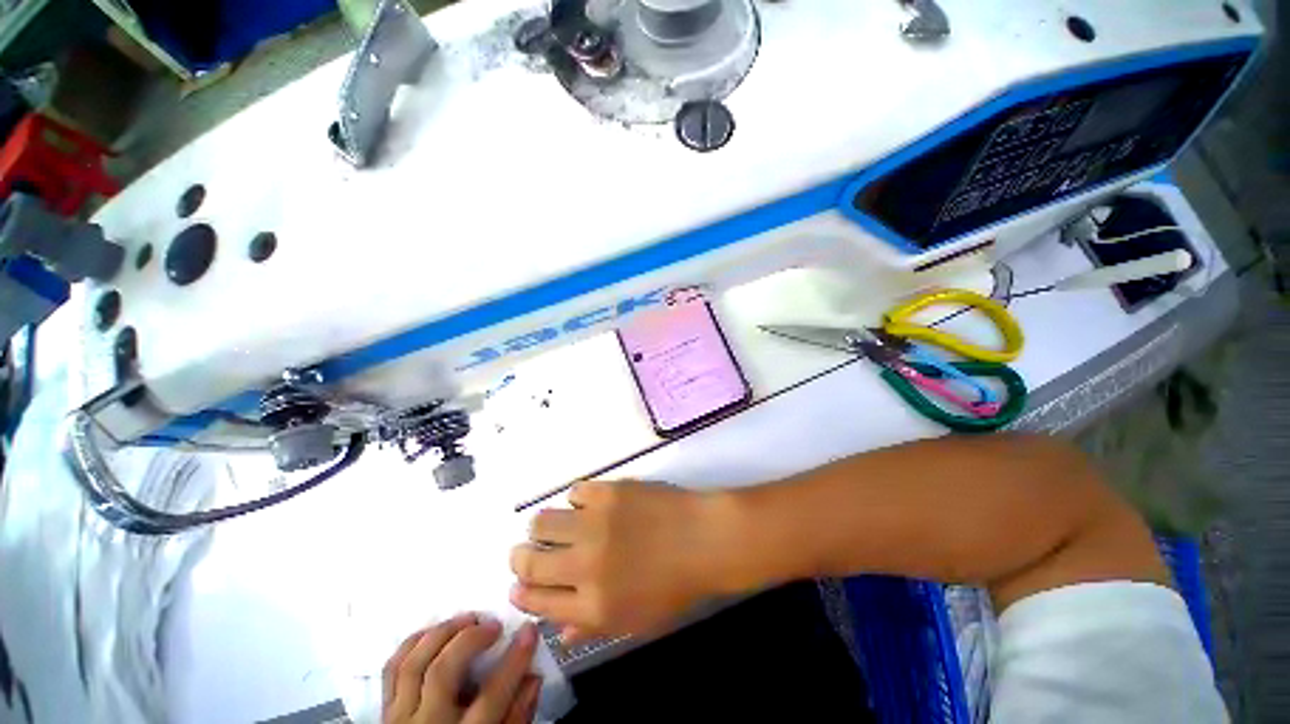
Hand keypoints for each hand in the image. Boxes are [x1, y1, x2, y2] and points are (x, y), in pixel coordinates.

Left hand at [383, 614, 541, 723]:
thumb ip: (517, 716)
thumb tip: (533, 676)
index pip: (491, 695)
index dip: (514, 659)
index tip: (529, 631)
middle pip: (442, 672)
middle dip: (470, 639)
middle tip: (493, 624)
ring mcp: (400, 719)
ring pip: (413, 665)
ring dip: (441, 634)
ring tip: (466, 620)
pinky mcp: (385, 711)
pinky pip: (392, 670)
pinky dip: (412, 645)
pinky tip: (434, 632)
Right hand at [509, 481, 734, 641]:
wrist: (703, 538)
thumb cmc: (675, 585)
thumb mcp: (636, 621)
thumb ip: (593, 625)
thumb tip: (559, 627)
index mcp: (592, 604)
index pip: (537, 600)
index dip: (522, 591)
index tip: (518, 583)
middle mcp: (585, 565)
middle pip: (529, 559)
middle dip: (520, 558)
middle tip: (526, 551)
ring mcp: (595, 523)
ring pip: (543, 521)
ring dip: (543, 526)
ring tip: (556, 525)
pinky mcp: (608, 491)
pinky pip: (575, 491)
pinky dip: (578, 499)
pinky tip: (590, 504)